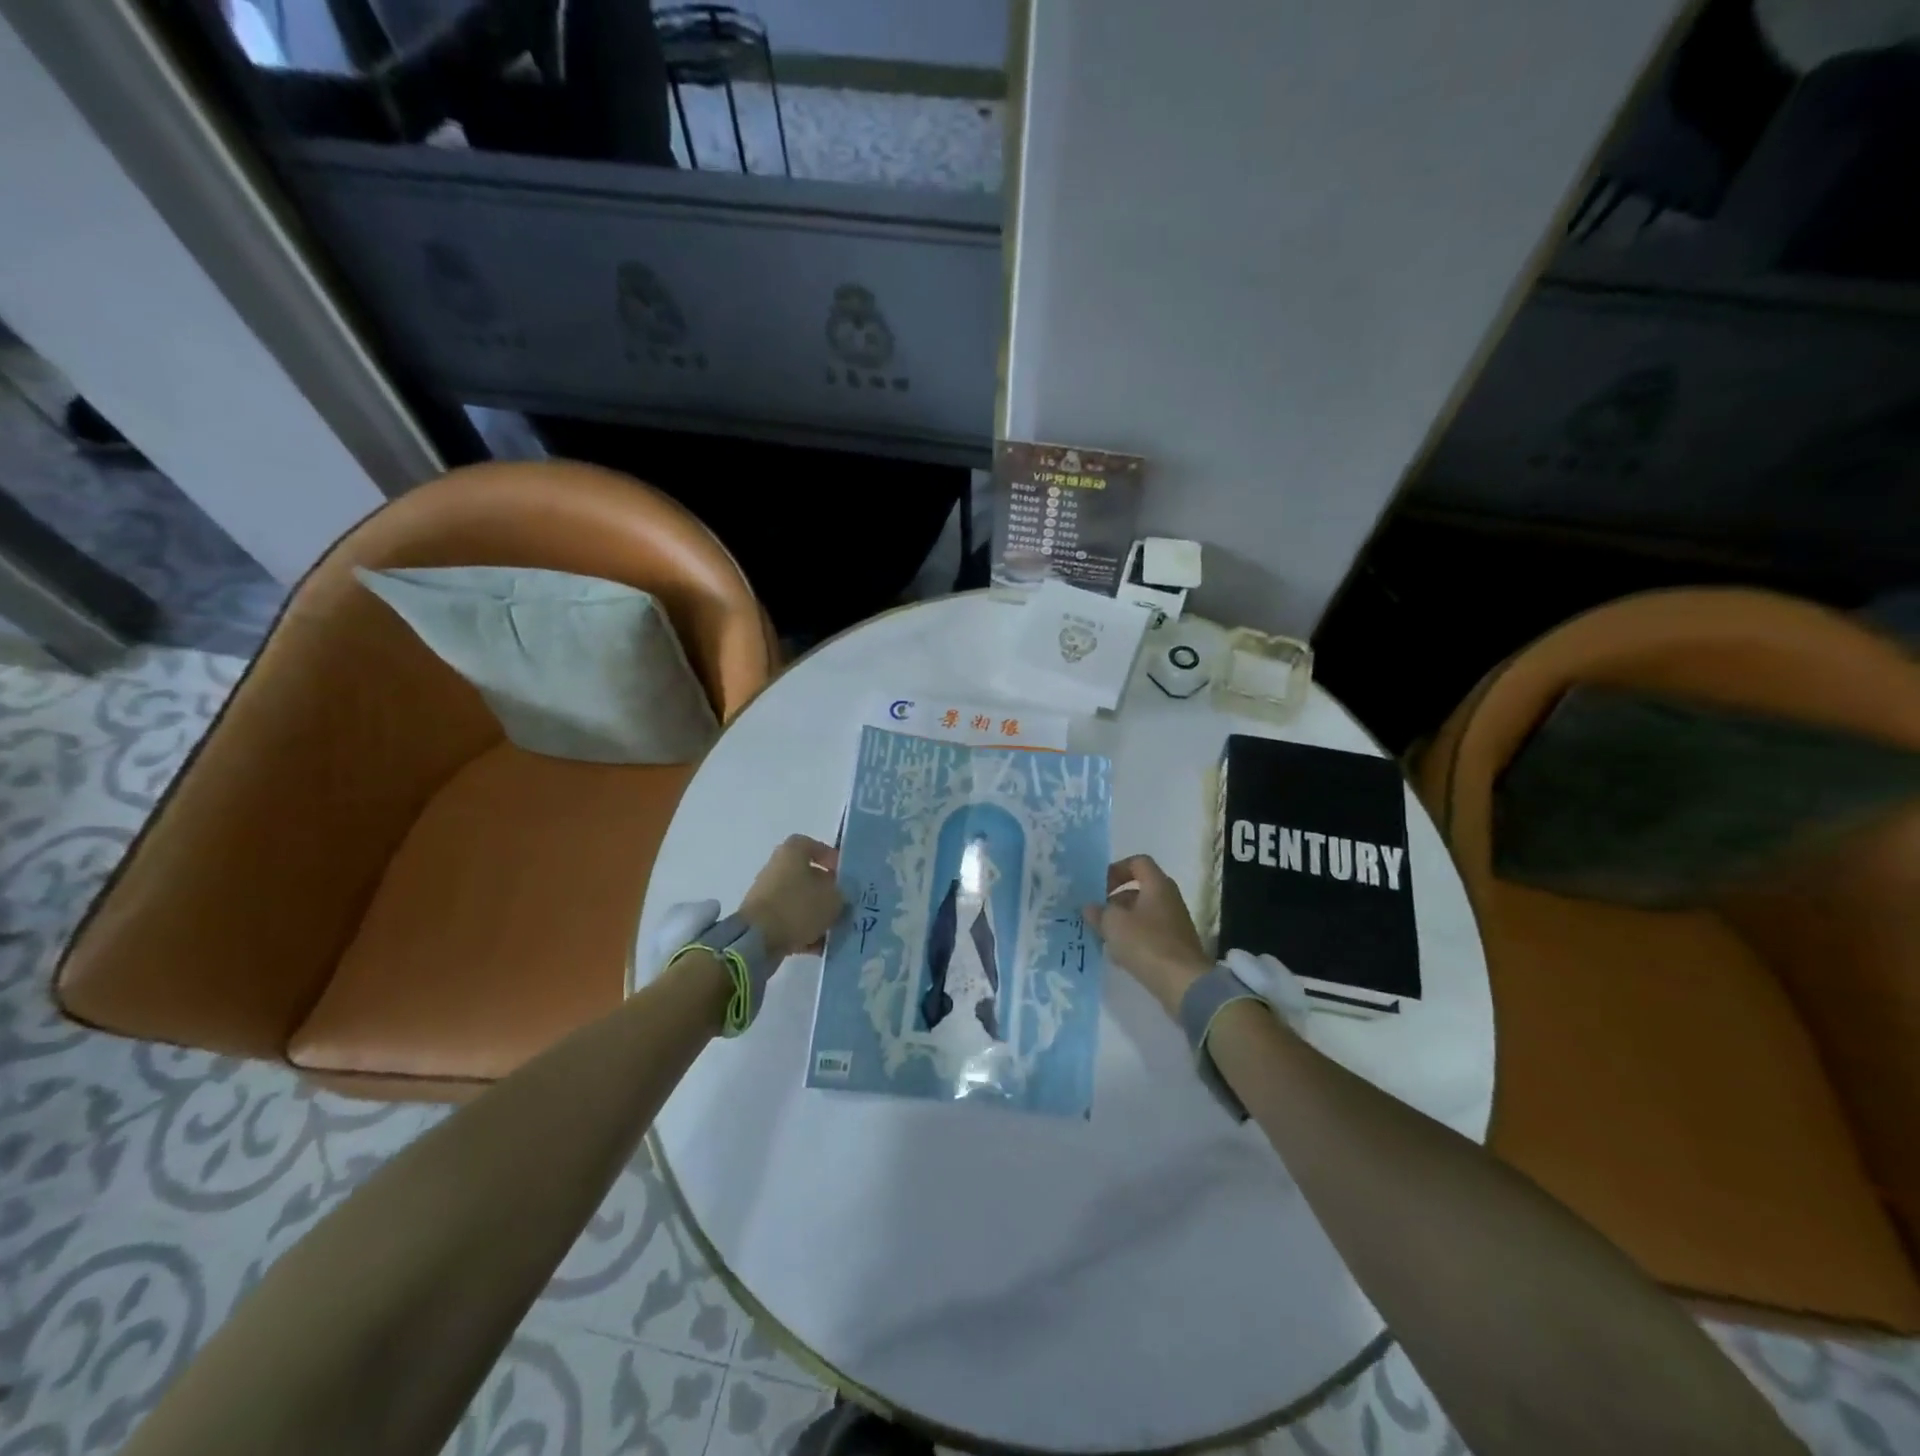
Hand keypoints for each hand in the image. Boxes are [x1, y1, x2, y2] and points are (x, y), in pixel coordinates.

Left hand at [738, 835, 843, 961]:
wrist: (757, 940)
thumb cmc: (798, 907)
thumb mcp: (833, 898)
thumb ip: (843, 894)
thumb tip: (842, 895)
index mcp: (792, 853)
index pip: (813, 846)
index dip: (831, 858)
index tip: (845, 874)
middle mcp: (777, 868)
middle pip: (808, 875)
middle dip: (828, 891)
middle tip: (845, 904)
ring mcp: (768, 895)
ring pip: (801, 901)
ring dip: (818, 913)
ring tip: (837, 928)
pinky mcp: (764, 919)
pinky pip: (791, 921)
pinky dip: (806, 931)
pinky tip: (822, 946)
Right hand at [1084, 855, 1211, 1017]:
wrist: (1183, 983)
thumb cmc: (1146, 943)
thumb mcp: (1113, 924)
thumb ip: (1099, 912)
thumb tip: (1090, 907)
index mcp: (1157, 885)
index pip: (1138, 862)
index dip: (1116, 869)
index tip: (1099, 886)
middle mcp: (1169, 899)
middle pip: (1139, 889)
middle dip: (1115, 899)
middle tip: (1097, 913)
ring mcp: (1174, 923)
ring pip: (1142, 914)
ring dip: (1122, 921)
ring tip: (1102, 935)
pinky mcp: (1174, 946)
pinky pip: (1149, 934)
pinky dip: (1132, 939)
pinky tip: (1117, 955)